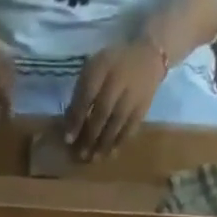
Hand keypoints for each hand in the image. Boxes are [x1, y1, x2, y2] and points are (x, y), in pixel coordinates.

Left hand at [63, 39, 165, 158]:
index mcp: (102, 67)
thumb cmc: (113, 65)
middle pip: (102, 113)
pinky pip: (130, 128)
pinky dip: (119, 142)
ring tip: (94, 159)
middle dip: (90, 136)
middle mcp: (118, 81)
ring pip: (116, 124)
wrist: (148, 56)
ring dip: (104, 144)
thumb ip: (81, 92)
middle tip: (81, 155)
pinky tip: (111, 154)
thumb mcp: (94, 68)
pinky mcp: (143, 107)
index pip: (86, 96)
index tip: (68, 139)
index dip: (77, 119)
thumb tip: (70, 122)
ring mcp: (132, 95)